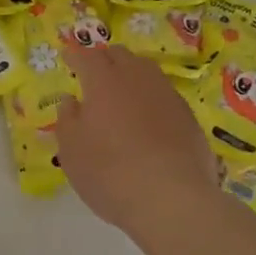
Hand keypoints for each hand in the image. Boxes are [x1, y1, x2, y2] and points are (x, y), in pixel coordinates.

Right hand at [57, 45, 219, 234]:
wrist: (171, 199)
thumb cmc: (109, 173)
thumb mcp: (72, 150)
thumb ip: (68, 119)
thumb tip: (71, 101)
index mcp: (104, 81)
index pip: (87, 57)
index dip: (75, 56)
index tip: (67, 57)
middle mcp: (137, 79)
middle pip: (120, 56)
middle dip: (103, 59)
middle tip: (93, 72)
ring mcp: (167, 95)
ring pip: (146, 71)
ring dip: (130, 74)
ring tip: (121, 90)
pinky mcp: (188, 116)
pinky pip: (164, 94)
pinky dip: (150, 97)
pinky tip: (147, 116)